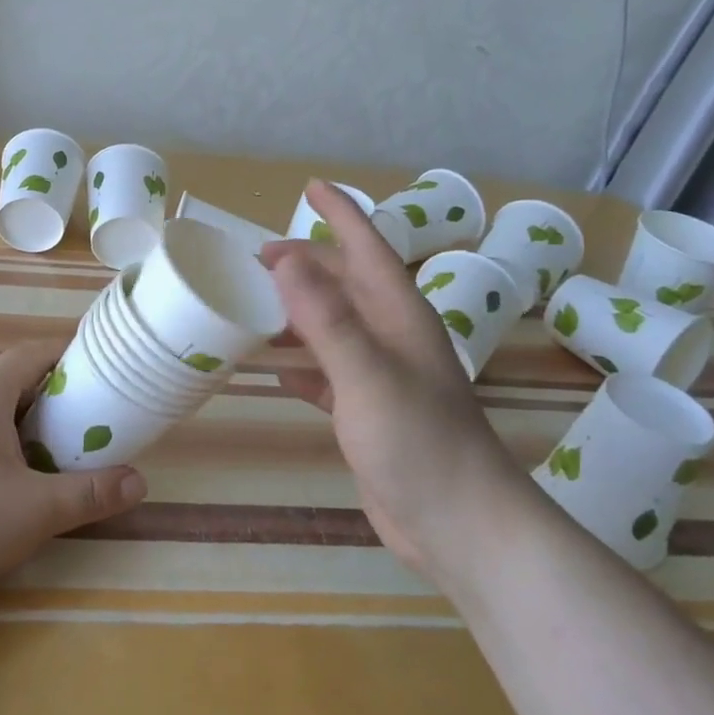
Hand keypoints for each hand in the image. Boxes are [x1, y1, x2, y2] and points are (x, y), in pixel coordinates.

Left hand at [0, 340, 146, 611]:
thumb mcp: (36, 513)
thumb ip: (91, 494)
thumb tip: (140, 482)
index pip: (32, 353)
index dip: (65, 356)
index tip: (93, 375)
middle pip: (4, 378)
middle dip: (41, 396)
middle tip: (70, 427)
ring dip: (6, 418)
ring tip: (30, 456)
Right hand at [261, 181, 515, 573]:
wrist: (460, 527)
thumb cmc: (418, 442)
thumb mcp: (367, 374)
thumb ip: (327, 318)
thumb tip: (284, 259)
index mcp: (398, 314)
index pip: (366, 246)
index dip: (340, 213)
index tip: (309, 187)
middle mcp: (391, 336)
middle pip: (344, 284)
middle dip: (304, 265)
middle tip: (253, 259)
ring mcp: (381, 375)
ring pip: (332, 327)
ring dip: (297, 312)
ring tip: (253, 304)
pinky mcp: (368, 412)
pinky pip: (327, 372)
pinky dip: (301, 365)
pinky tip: (274, 371)